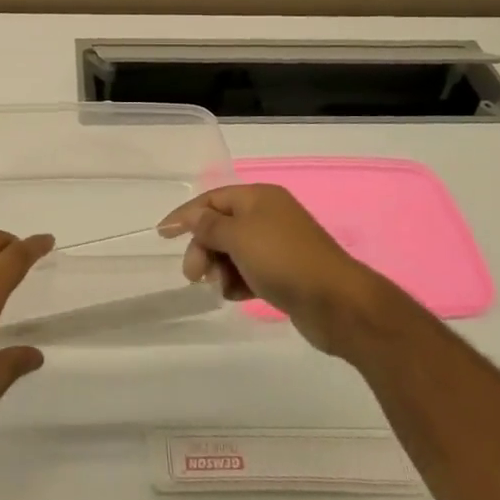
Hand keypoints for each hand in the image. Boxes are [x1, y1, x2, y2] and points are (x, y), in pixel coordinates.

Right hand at [158, 185, 384, 355]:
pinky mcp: (285, 273)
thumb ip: (210, 226)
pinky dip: (238, 281)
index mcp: (259, 197)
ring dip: (219, 268)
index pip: (213, 199)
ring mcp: (278, 245)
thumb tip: (194, 217)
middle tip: (193, 275)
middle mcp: (268, 216)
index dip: (186, 215)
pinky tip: (235, 295)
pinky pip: (249, 271)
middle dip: (203, 247)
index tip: (162, 234)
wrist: (337, 302)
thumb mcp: (239, 237)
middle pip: (221, 226)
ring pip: (234, 252)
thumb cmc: (283, 259)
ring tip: (219, 287)